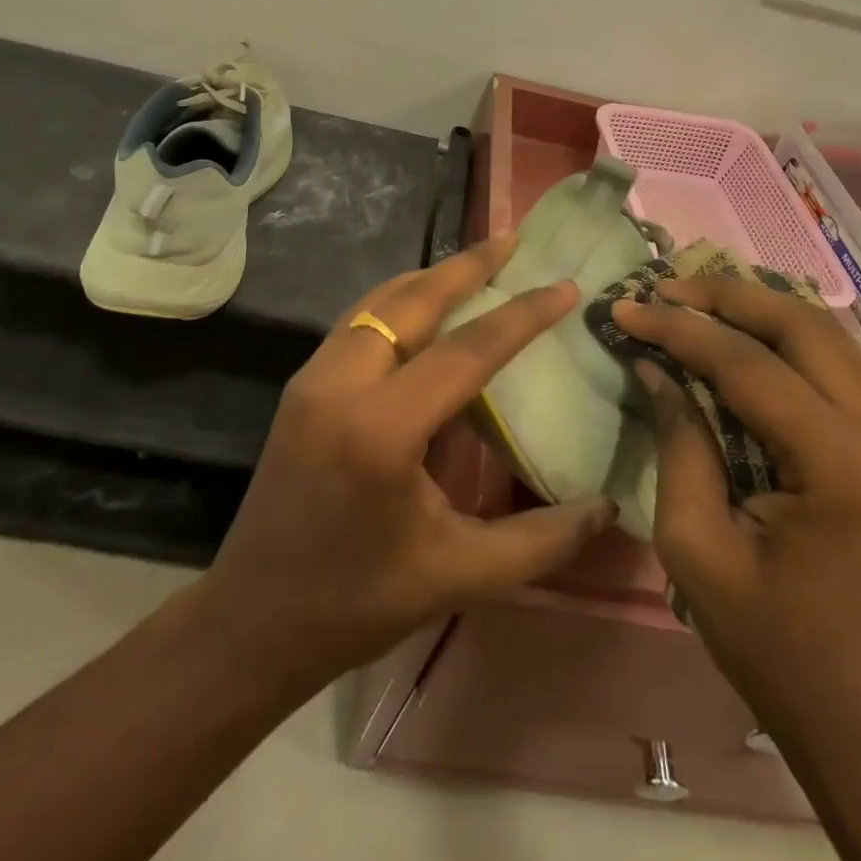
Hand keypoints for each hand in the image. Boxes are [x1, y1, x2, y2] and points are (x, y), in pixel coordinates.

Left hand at [197, 234, 617, 686]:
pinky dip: (397, 301)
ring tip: (475, 263)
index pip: (466, 350)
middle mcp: (341, 384)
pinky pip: (356, 322)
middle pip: (412, 301)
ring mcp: (312, 379)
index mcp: (381, 429)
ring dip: (428, 278)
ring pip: (377, 302)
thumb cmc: (357, 603)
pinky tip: (423, 306)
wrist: (252, 620)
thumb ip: (539, 540)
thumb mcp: (458, 575)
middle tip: (512, 240)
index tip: (563, 287)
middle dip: (466, 266)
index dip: (521, 315)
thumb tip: (608, 507)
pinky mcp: (301, 386)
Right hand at [614, 277, 860, 740]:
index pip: (750, 365)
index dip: (680, 329)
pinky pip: (844, 371)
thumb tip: (656, 366)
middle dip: (726, 296)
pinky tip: (745, 342)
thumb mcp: (697, 549)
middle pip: (805, 326)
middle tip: (665, 287)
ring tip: (694, 303)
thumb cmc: (777, 650)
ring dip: (760, 312)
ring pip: (831, 338)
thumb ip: (679, 442)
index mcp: (847, 468)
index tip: (626, 306)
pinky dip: (790, 345)